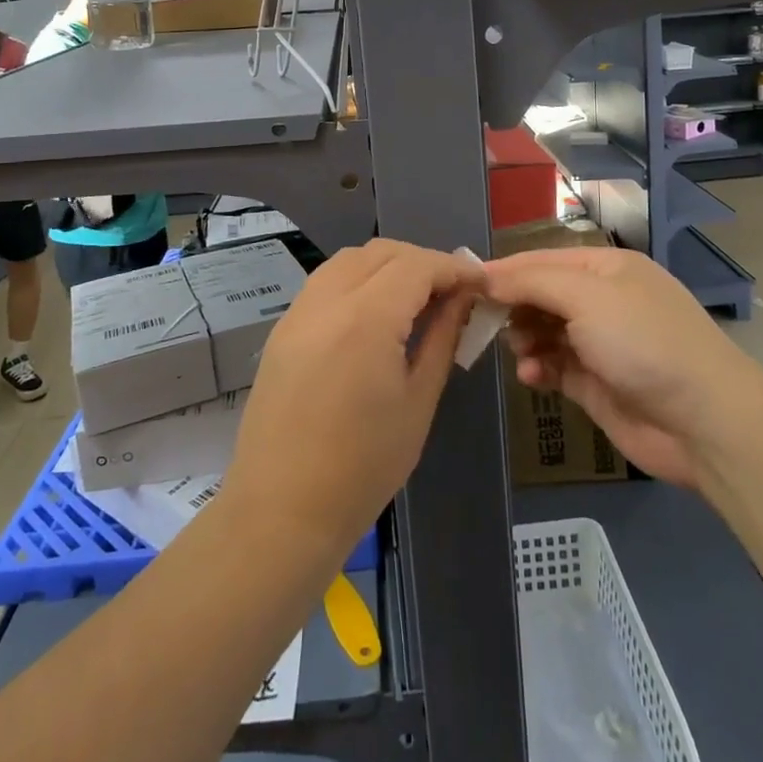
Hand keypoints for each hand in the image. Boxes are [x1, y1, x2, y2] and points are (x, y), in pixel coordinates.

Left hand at [223, 240, 481, 557]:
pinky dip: (358, 279)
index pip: (417, 265)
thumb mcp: (418, 401)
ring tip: (415, 298)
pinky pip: (326, 281)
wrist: (283, 510)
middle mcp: (327, 300)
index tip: (479, 282)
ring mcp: (299, 311)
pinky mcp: (283, 327)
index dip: (453, 267)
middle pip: (382, 252)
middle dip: (422, 262)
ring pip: (350, 259)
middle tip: (451, 292)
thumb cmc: (364, 466)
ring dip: (388, 265)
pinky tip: (376, 312)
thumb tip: (462, 300)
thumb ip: (441, 338)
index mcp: (366, 318)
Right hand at [483, 246, 752, 488]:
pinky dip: (538, 368)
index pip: (542, 260)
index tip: (465, 284)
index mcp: (606, 268)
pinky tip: (533, 376)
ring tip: (521, 352)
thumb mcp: (585, 296)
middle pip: (541, 295)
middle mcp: (602, 301)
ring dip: (524, 339)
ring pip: (543, 331)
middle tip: (484, 323)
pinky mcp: (596, 383)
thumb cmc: (643, 341)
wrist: (704, 421)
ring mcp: (600, 343)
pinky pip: (554, 366)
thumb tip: (485, 277)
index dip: (505, 271)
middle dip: (513, 307)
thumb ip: (531, 282)